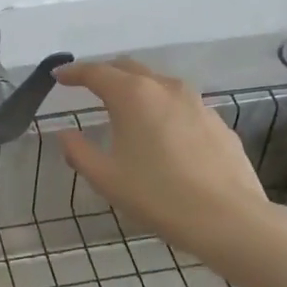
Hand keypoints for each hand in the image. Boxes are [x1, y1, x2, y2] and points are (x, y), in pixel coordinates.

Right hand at [54, 58, 282, 265]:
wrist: (228, 218)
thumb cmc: (157, 195)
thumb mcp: (106, 178)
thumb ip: (78, 151)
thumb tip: (65, 135)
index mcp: (132, 95)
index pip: (96, 72)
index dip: (73, 72)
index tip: (58, 76)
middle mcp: (165, 88)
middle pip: (129, 68)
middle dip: (105, 73)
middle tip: (88, 86)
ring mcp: (196, 103)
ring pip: (158, 83)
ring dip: (136, 88)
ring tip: (124, 107)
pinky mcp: (217, 122)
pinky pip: (181, 105)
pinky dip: (162, 108)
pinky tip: (161, 133)